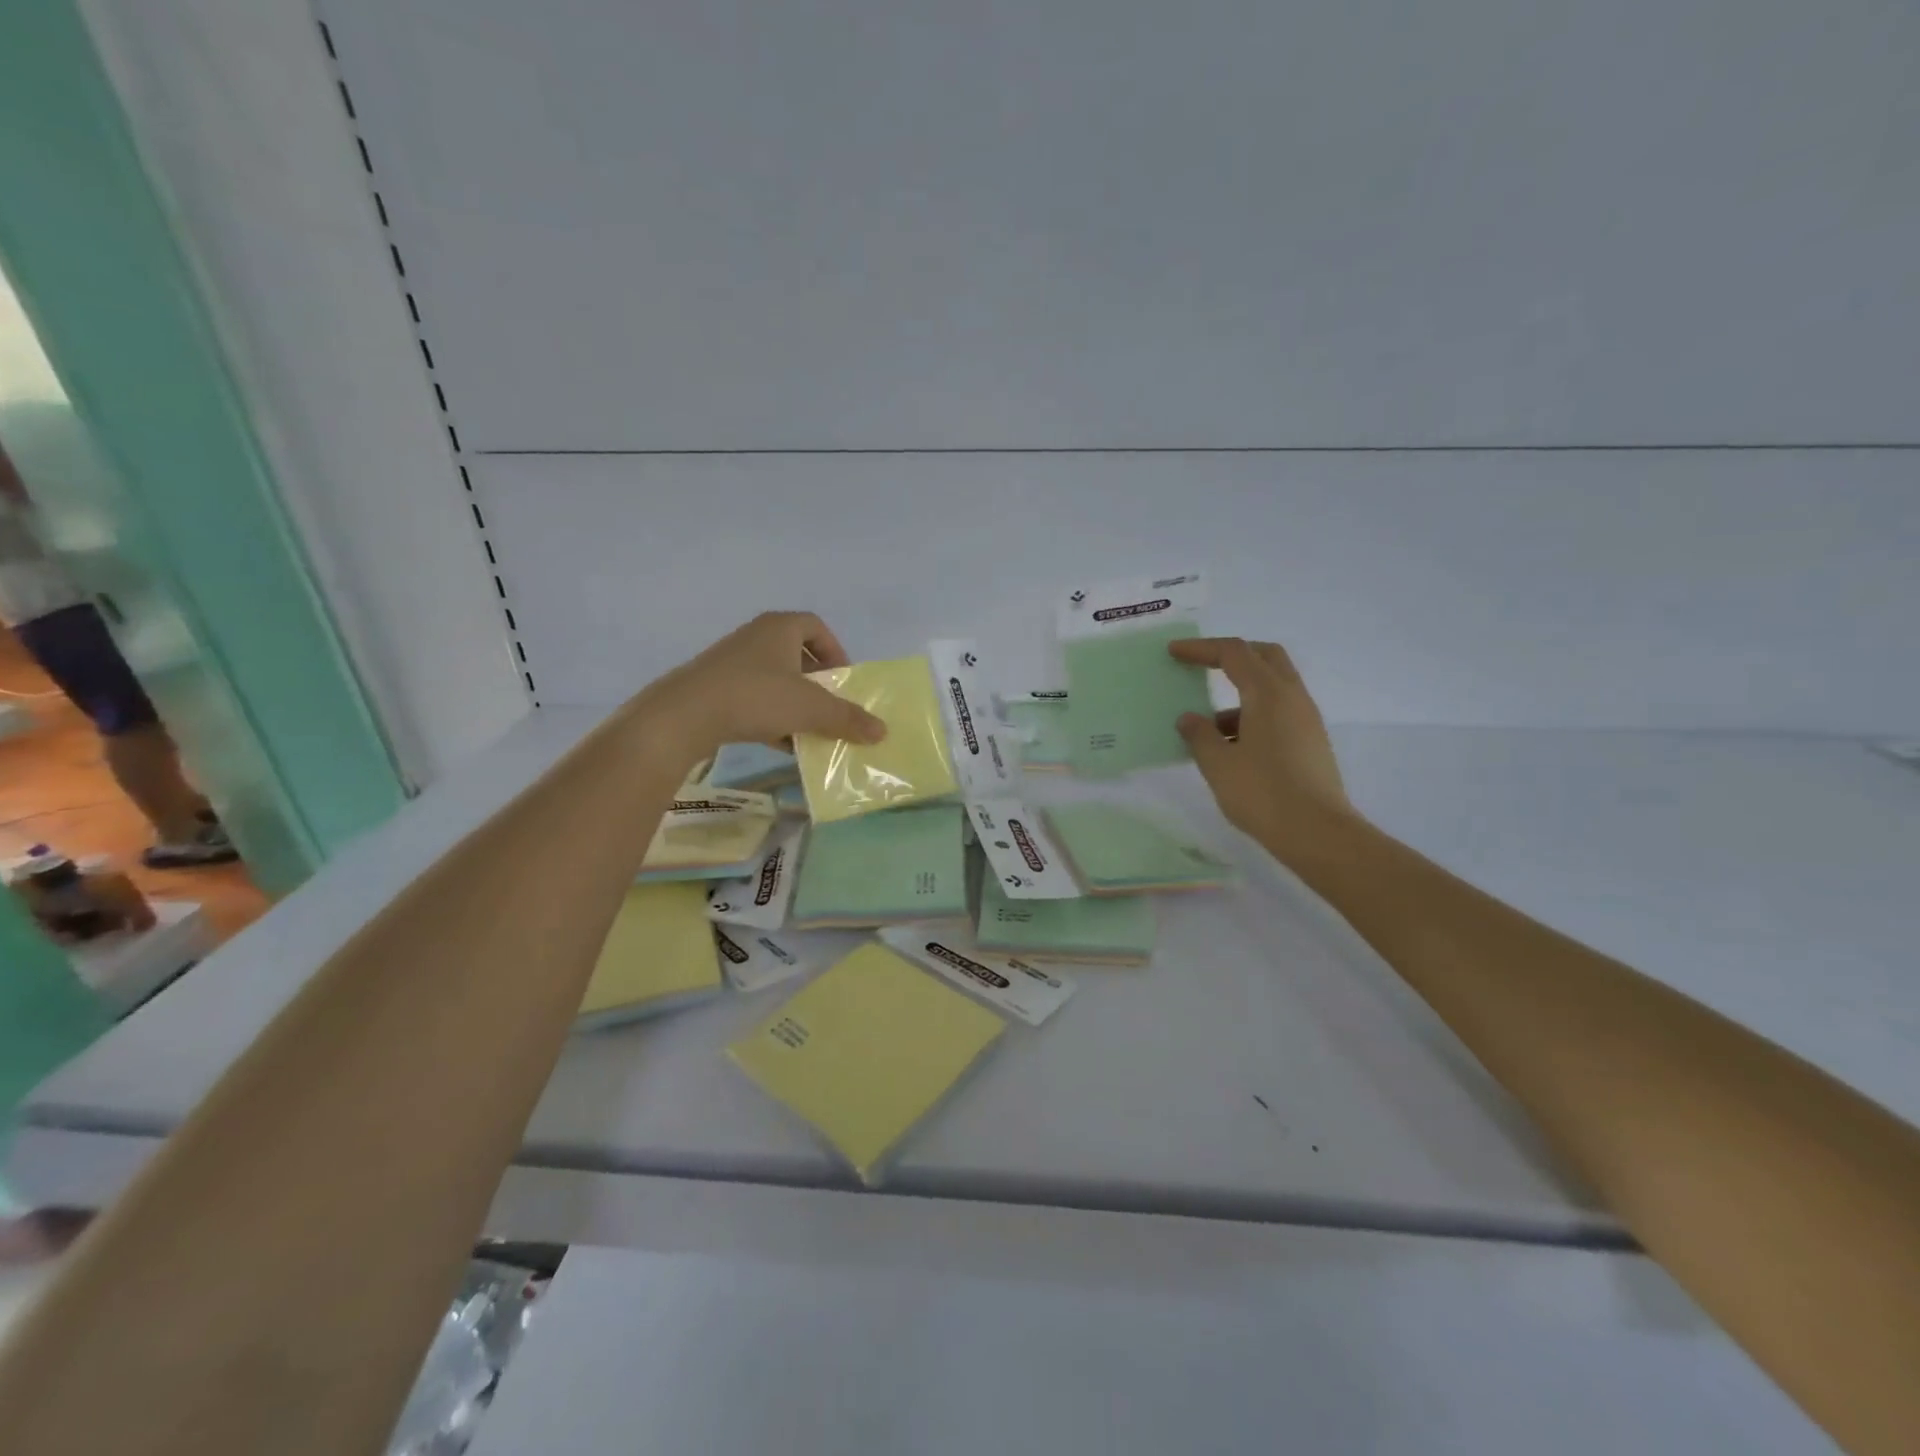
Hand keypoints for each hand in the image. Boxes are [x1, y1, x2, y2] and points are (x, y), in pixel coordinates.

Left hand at [638, 612, 886, 759]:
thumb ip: (847, 718)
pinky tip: (781, 744)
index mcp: (780, 628)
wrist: (685, 715)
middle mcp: (755, 637)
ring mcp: (731, 662)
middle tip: (830, 705)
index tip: (844, 679)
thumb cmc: (756, 696)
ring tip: (809, 728)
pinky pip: (753, 698)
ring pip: (774, 678)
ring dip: (795, 702)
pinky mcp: (714, 688)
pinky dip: (771, 716)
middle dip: (817, 681)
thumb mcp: (810, 709)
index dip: (836, 650)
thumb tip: (882, 731)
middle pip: (796, 653)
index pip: (816, 626)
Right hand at [1169, 637, 1356, 857]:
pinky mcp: (1310, 742)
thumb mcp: (1218, 764)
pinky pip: (1279, 713)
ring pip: (1273, 687)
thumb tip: (1189, 719)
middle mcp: (1293, 698)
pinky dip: (1253, 716)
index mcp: (1269, 694)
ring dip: (1240, 694)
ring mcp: (1306, 720)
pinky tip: (1232, 748)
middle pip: (1264, 657)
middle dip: (1232, 655)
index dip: (1201, 649)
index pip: (1234, 653)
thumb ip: (1199, 735)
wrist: (1317, 833)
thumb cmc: (1262, 793)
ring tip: (1208, 727)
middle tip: (1202, 665)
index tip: (1174, 653)